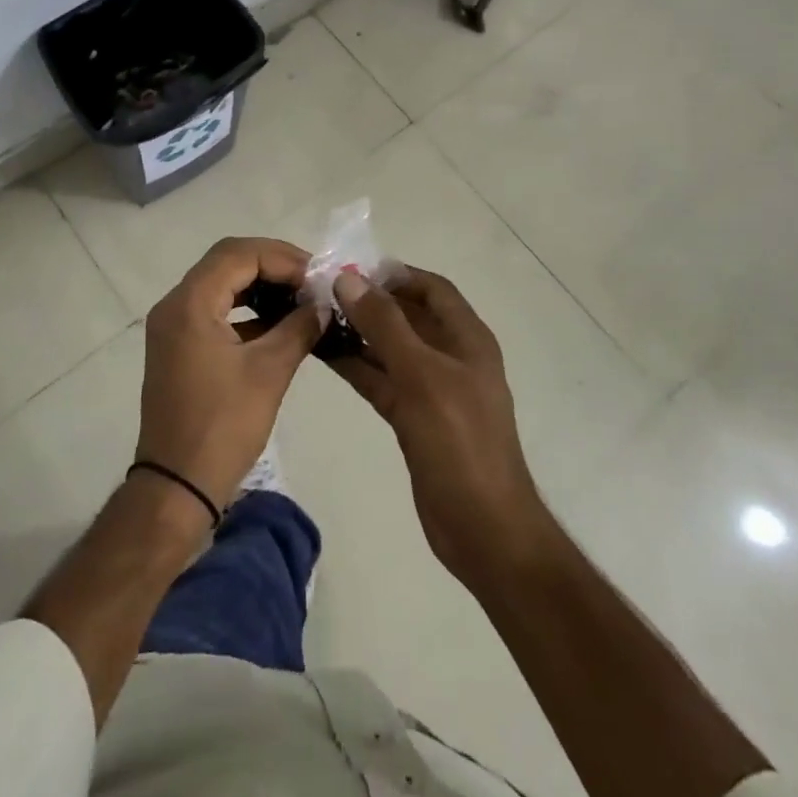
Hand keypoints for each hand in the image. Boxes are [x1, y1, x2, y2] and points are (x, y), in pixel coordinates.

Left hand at [135, 237, 323, 514]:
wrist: (177, 487)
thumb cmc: (222, 426)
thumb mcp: (269, 372)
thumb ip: (299, 328)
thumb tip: (323, 305)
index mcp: (190, 303)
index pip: (238, 255)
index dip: (282, 257)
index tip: (318, 274)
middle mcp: (176, 305)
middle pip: (228, 262)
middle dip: (273, 265)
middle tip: (312, 280)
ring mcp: (174, 326)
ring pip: (222, 284)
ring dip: (261, 285)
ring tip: (301, 297)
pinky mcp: (180, 347)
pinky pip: (216, 310)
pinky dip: (247, 310)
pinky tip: (280, 322)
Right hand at [329, 268, 553, 591]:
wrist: (483, 529)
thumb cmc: (460, 443)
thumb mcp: (421, 376)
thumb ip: (384, 325)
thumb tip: (348, 278)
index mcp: (467, 338)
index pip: (431, 288)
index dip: (395, 273)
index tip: (351, 268)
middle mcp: (450, 356)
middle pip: (408, 315)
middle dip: (369, 301)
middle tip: (321, 291)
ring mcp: (431, 389)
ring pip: (390, 348)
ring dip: (358, 332)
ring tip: (314, 317)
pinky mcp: (413, 418)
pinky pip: (381, 379)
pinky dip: (357, 365)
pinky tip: (324, 354)